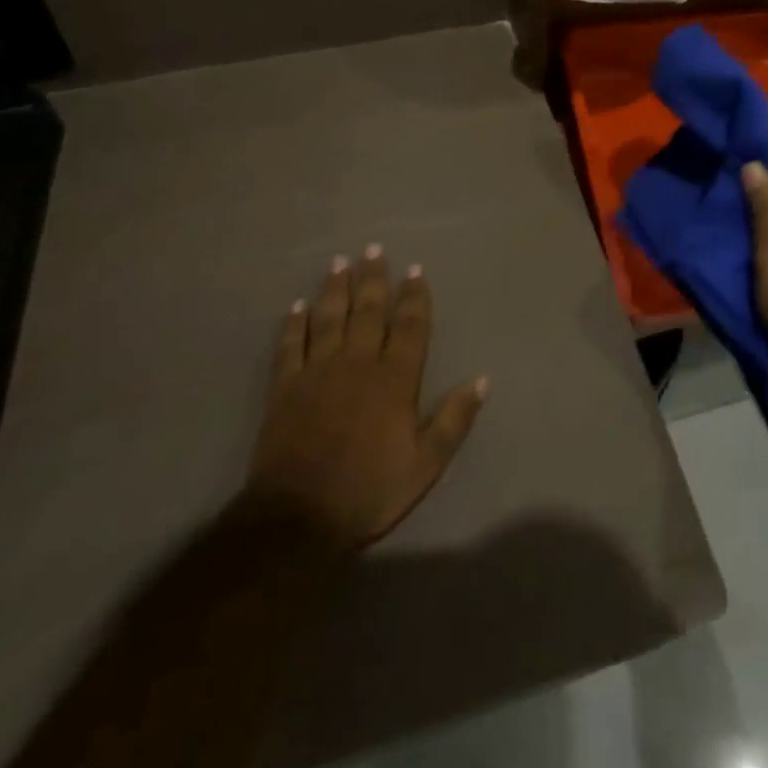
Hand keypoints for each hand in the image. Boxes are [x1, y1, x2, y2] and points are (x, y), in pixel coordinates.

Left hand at [242, 247, 487, 555]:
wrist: (298, 519)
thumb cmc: (368, 491)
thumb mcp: (425, 465)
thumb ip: (453, 420)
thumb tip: (482, 380)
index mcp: (394, 380)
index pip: (409, 327)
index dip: (414, 296)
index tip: (415, 269)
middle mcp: (358, 363)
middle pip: (368, 311)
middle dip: (374, 278)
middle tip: (374, 248)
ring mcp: (318, 372)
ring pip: (330, 318)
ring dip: (336, 288)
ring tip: (340, 261)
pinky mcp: (285, 387)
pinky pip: (291, 345)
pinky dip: (294, 323)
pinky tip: (297, 306)